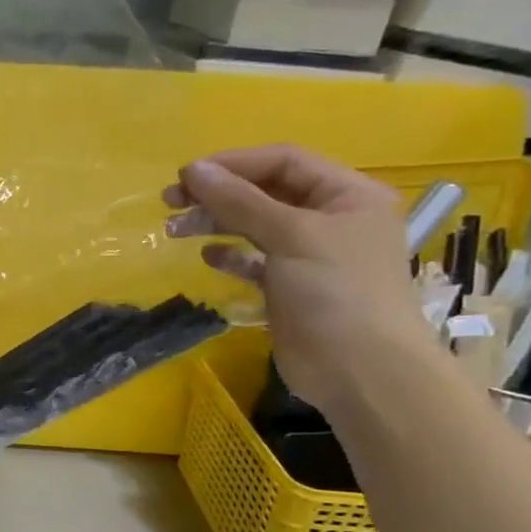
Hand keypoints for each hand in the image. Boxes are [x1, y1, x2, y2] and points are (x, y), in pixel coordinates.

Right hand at [162, 144, 434, 411]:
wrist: (359, 370)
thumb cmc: (336, 291)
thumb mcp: (290, 235)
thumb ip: (240, 201)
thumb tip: (194, 169)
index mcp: (347, 194)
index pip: (284, 161)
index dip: (234, 164)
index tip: (186, 175)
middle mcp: (331, 218)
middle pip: (266, 192)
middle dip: (218, 194)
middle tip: (171, 201)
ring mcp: (310, 255)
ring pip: (255, 225)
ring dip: (216, 223)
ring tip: (175, 230)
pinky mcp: (290, 287)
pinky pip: (254, 260)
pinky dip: (230, 255)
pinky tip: (208, 257)